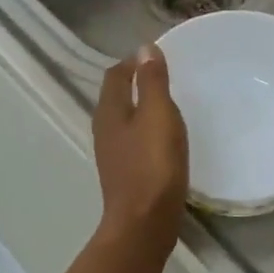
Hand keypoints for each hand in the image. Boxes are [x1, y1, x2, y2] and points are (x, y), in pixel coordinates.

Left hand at [93, 46, 188, 242]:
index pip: (116, 75)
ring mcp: (113, 154)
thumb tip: (144, 49)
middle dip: (136, 82)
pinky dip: (147, 130)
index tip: (156, 55)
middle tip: (165, 75)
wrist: (145, 224)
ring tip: (168, 103)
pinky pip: (134, 141)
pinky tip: (165, 138)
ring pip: (124, 120)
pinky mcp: (125, 174)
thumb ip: (152, 82)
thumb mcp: (158, 115)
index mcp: (109, 112)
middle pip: (116, 96)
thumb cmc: (153, 165)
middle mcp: (105, 130)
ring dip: (141, 107)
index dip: (133, 62)